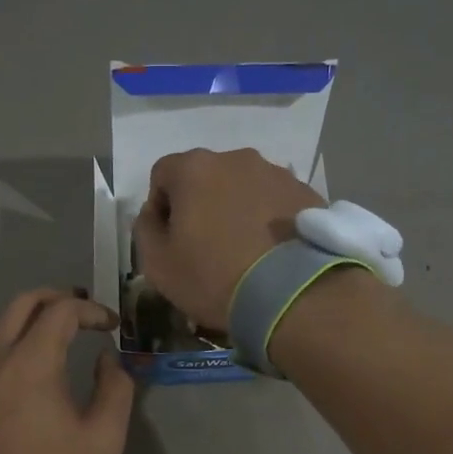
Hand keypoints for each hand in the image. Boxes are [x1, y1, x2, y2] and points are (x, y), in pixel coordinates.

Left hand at [0, 289, 134, 453]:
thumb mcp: (104, 437)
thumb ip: (115, 387)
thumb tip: (106, 359)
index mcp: (31, 363)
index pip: (62, 311)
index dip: (92, 310)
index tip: (111, 326)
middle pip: (23, 302)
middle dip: (58, 299)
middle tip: (85, 314)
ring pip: (0, 322)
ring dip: (32, 317)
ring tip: (60, 332)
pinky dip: (11, 339)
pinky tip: (30, 361)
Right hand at [133, 149, 324, 330]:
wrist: (292, 295)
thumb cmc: (213, 278)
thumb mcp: (158, 265)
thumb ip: (144, 230)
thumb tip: (152, 214)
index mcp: (194, 169)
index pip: (163, 175)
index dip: (160, 207)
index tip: (170, 240)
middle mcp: (236, 158)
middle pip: (206, 178)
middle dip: (202, 205)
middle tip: (207, 247)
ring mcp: (277, 173)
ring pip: (244, 188)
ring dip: (237, 210)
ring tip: (244, 251)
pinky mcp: (307, 193)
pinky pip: (275, 202)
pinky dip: (268, 220)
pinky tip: (271, 253)